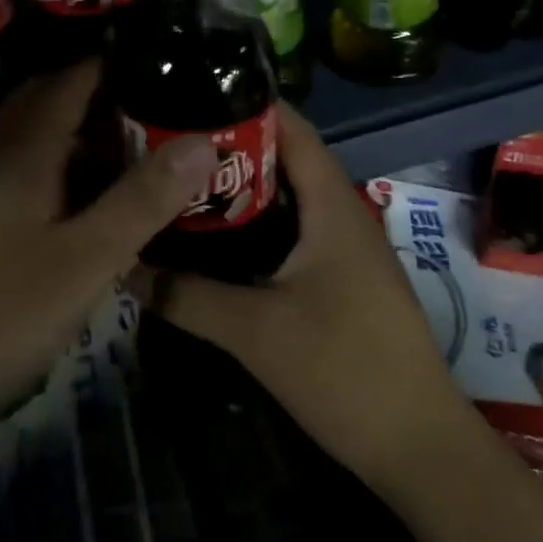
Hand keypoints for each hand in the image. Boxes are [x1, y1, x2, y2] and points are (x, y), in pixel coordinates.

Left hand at [0, 60, 216, 525]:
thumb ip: (142, 200)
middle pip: (46, 102)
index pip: (72, 80)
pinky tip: (86, 206)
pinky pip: (25, 175)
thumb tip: (201, 141)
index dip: (115, 63)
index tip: (164, 63)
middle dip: (97, 95)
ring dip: (78, 135)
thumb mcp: (86, 260)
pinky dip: (61, 172)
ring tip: (133, 152)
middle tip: (152, 110)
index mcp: (25, 151)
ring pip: (34, 140)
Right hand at [158, 103, 459, 491]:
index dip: (244, 103)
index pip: (290, 128)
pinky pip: (293, 231)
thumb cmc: (343, 370)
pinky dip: (255, 224)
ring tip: (180, 181)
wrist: (418, 447)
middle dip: (229, 146)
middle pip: (283, 158)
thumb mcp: (253, 331)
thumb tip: (123, 266)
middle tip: (168, 141)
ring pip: (287, 198)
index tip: (188, 94)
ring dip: (240, 188)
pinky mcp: (341, 278)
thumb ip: (185, 295)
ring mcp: (345, 248)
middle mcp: (342, 213)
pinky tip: (215, 239)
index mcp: (332, 204)